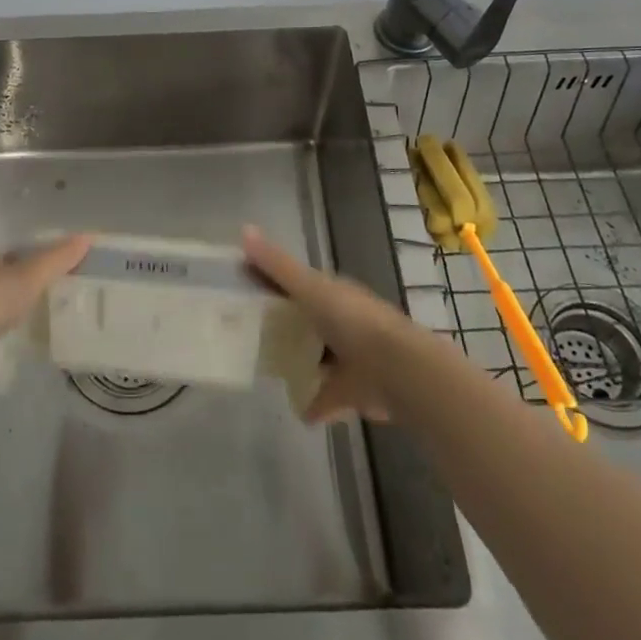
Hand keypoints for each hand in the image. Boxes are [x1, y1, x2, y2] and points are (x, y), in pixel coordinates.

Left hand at [0, 234, 92, 386]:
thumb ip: (56, 260)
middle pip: (9, 283)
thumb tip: (88, 235)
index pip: (18, 255)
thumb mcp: (27, 278)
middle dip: (31, 292)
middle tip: (66, 302)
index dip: (42, 261)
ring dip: (18, 319)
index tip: (68, 273)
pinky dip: (5, 343)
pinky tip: (23, 351)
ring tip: (51, 328)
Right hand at [242, 226, 426, 424]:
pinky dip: (315, 404)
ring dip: (301, 363)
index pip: (297, 284)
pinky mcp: (354, 391)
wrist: (397, 370)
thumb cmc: (352, 320)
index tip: (243, 290)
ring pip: (319, 358)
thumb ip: (277, 265)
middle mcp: (342, 322)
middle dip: (285, 325)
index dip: (272, 284)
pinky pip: (328, 397)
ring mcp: (350, 358)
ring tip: (269, 370)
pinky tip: (297, 410)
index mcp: (333, 293)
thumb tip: (244, 229)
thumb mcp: (310, 287)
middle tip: (248, 333)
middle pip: (306, 321)